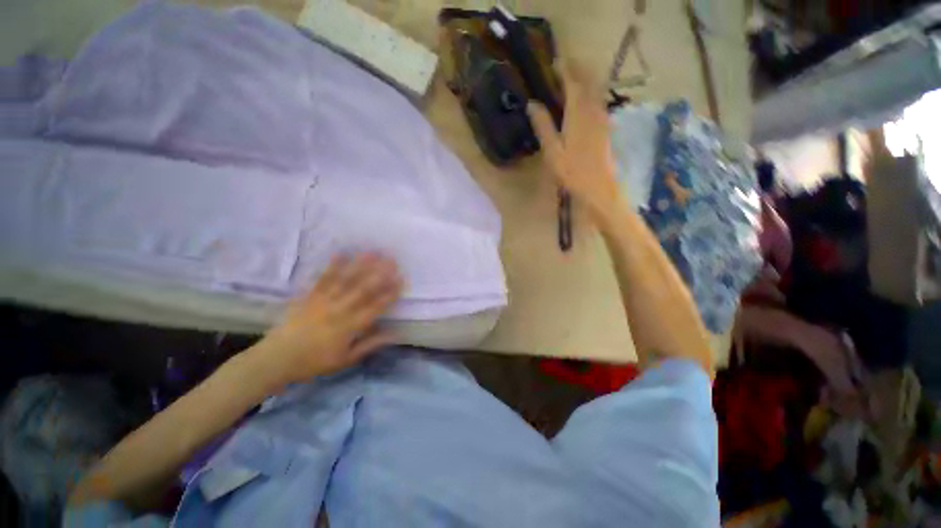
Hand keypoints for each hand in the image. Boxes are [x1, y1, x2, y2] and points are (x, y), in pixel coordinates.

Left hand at [252, 253, 402, 385]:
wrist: (278, 358)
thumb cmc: (315, 361)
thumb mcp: (347, 359)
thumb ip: (371, 344)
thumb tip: (395, 334)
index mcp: (350, 327)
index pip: (375, 307)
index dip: (389, 293)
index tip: (401, 280)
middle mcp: (339, 310)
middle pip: (362, 289)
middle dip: (379, 273)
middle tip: (392, 260)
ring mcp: (324, 301)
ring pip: (345, 281)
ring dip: (360, 265)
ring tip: (372, 252)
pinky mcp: (310, 296)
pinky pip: (322, 279)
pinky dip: (332, 266)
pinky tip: (341, 253)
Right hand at [528, 62, 620, 219]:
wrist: (598, 187)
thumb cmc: (572, 172)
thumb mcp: (552, 151)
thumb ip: (543, 126)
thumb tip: (532, 104)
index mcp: (577, 115)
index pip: (572, 85)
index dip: (565, 71)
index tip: (557, 60)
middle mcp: (592, 112)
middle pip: (588, 83)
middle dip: (579, 69)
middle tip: (568, 62)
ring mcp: (601, 120)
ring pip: (596, 92)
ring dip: (587, 79)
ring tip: (578, 74)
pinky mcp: (605, 129)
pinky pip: (600, 103)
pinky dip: (593, 94)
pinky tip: (589, 98)